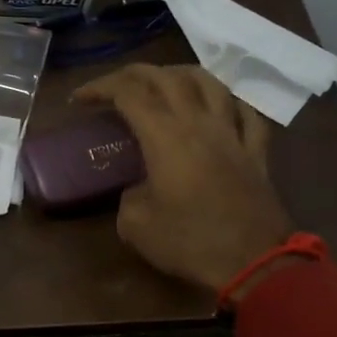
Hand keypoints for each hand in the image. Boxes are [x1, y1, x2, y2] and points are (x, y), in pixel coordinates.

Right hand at [73, 64, 293, 299]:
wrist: (255, 263)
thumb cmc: (190, 241)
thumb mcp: (136, 226)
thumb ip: (128, 197)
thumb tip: (137, 189)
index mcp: (165, 136)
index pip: (128, 93)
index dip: (100, 88)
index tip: (79, 100)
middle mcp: (199, 123)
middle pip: (166, 77)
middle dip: (133, 74)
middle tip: (114, 86)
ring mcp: (232, 134)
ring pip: (209, 83)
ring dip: (181, 75)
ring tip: (165, 82)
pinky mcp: (256, 153)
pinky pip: (245, 114)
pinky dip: (228, 103)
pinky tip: (219, 108)